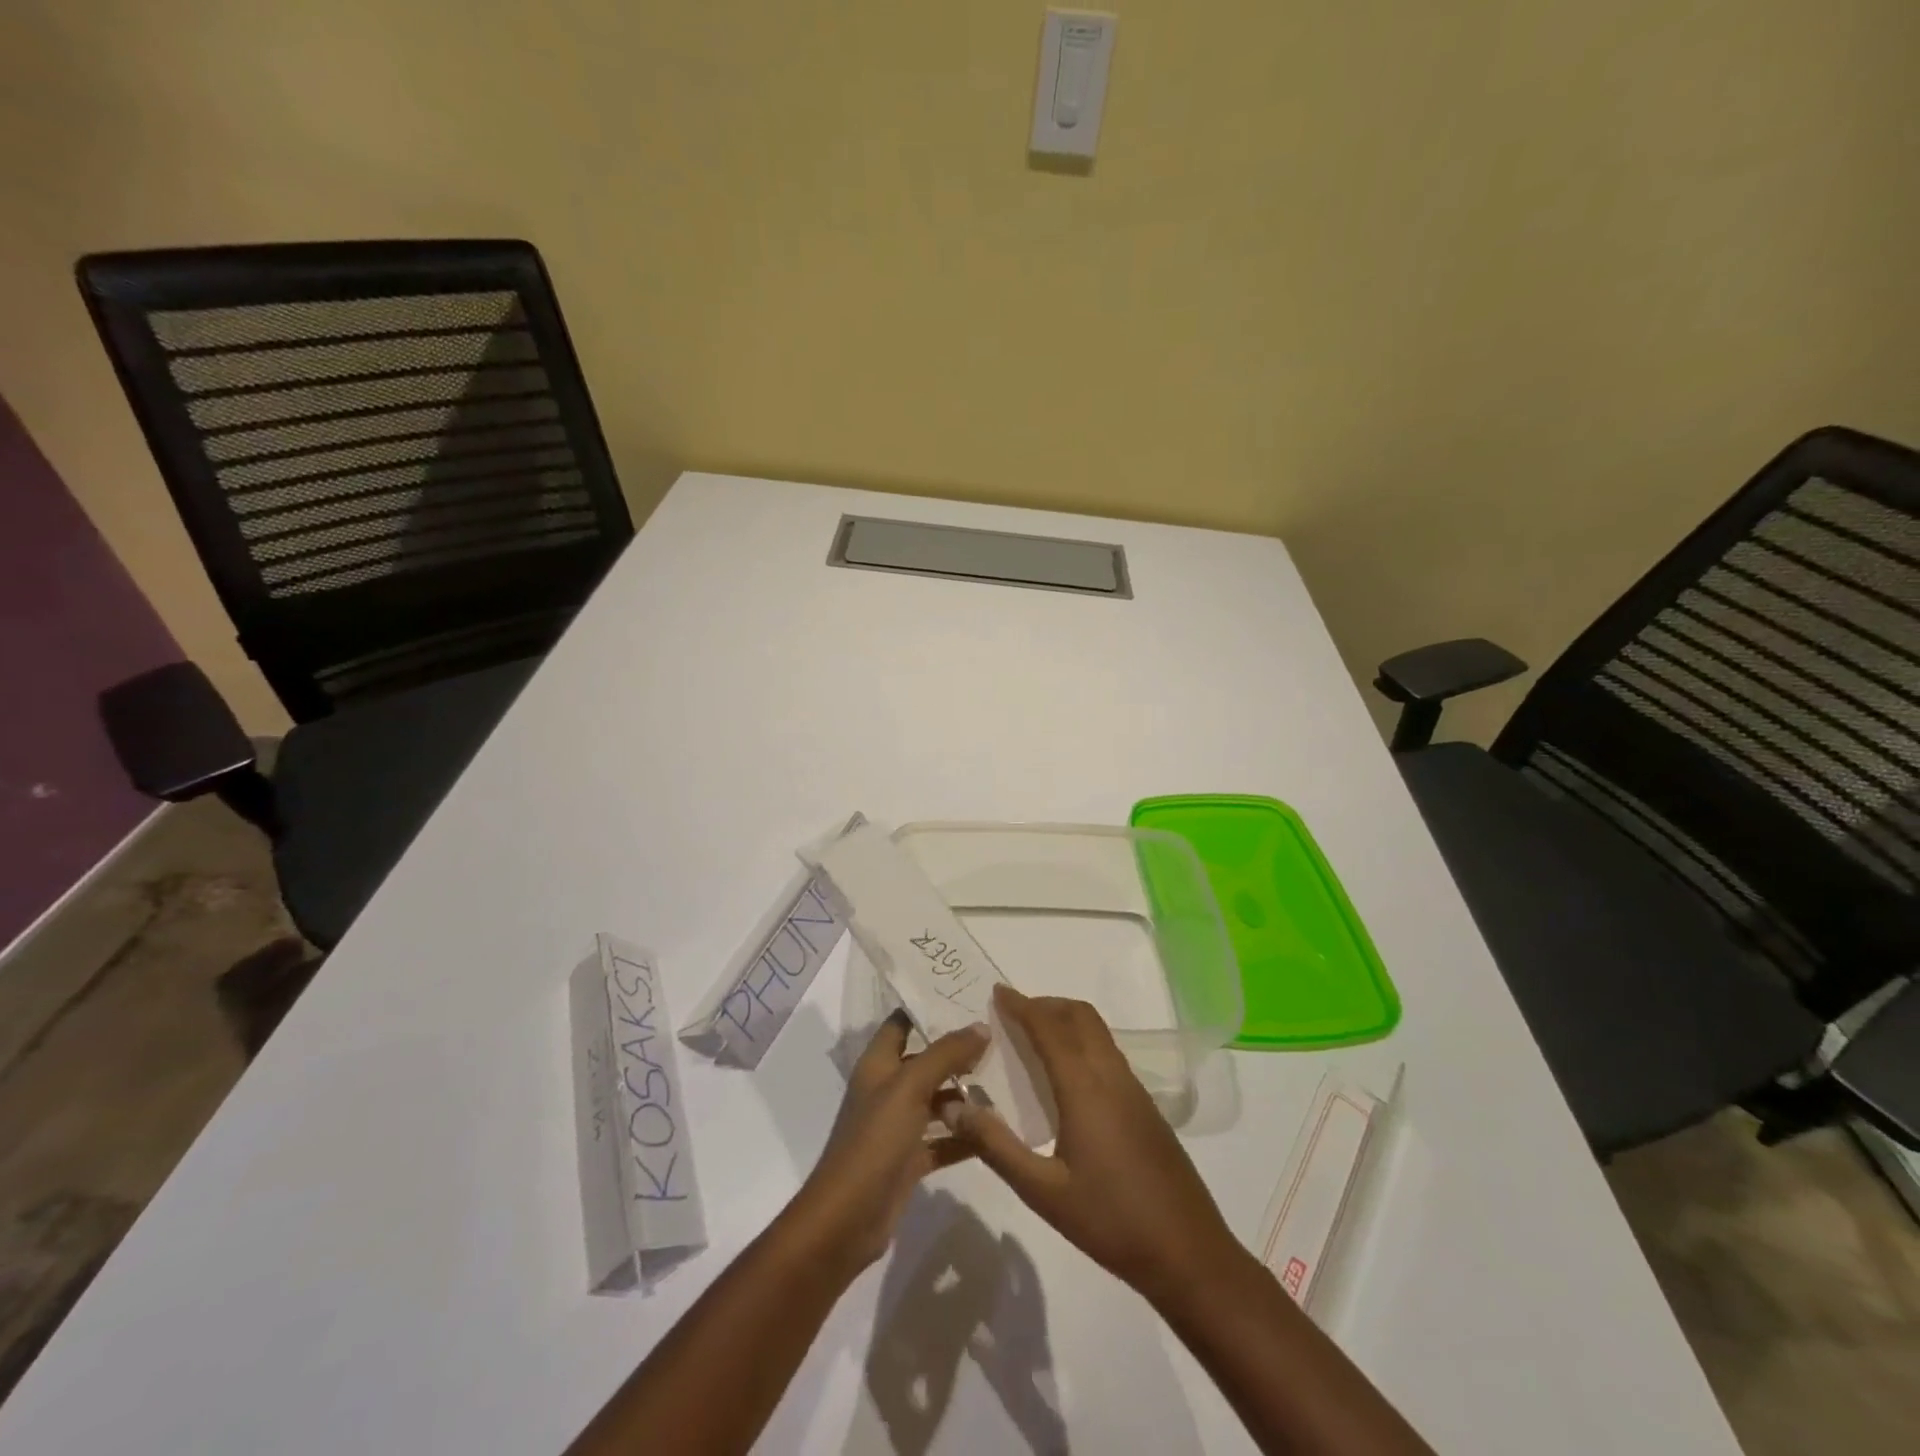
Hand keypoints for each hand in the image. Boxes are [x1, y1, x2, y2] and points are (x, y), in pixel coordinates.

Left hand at [782, 1012, 988, 1276]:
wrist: (846, 1220)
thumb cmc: (874, 1141)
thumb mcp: (910, 1087)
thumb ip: (946, 1054)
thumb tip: (980, 1026)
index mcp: (878, 1064)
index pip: (902, 1022)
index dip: (928, 1007)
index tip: (967, 996)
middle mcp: (887, 1089)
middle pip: (925, 1060)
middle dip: (958, 1050)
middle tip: (999, 1038)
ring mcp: (898, 1126)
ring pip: (937, 1100)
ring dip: (966, 1094)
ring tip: (1006, 1081)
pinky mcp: (909, 1159)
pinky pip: (943, 1139)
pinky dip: (965, 1135)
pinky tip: (996, 1132)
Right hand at [942, 984, 1247, 1304]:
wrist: (1188, 1253)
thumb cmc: (1110, 1221)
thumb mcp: (1042, 1192)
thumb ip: (996, 1146)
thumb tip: (953, 1108)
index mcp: (1085, 1087)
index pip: (1049, 1027)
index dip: (1021, 1006)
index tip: (996, 993)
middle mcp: (1111, 1075)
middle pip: (1079, 1015)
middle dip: (1045, 1004)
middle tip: (1013, 1014)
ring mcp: (1134, 1088)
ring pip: (1098, 1031)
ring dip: (1066, 1020)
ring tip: (1034, 1039)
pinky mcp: (1145, 1105)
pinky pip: (1108, 1052)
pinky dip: (1082, 1042)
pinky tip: (1066, 1077)